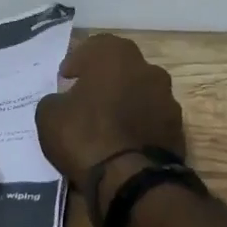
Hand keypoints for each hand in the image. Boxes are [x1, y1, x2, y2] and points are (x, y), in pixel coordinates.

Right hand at [34, 34, 186, 200]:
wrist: (131, 180)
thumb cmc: (85, 135)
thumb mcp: (49, 116)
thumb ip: (55, 100)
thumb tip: (62, 102)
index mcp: (116, 55)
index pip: (94, 46)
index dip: (77, 61)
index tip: (65, 78)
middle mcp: (147, 69)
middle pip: (122, 68)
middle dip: (104, 79)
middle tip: (86, 97)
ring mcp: (168, 99)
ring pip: (140, 93)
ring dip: (124, 102)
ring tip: (106, 123)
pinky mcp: (178, 129)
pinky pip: (151, 119)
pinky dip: (138, 125)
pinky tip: (123, 142)